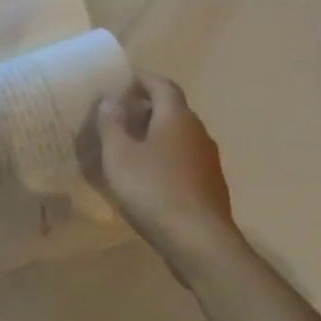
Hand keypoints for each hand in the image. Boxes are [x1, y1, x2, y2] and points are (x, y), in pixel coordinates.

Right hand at [88, 73, 237, 277]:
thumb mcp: (119, 155)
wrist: (199, 241)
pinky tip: (146, 174)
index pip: (162, 85)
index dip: (142, 78)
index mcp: (176, 118)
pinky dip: (164, 156)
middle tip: (117, 113)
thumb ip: (111, 124)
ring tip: (127, 144)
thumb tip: (110, 100)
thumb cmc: (153, 190)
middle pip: (171, 109)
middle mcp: (197, 132)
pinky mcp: (209, 184)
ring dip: (154, 133)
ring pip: (178, 135)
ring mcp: (207, 160)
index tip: (121, 79)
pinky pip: (183, 158)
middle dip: (145, 106)